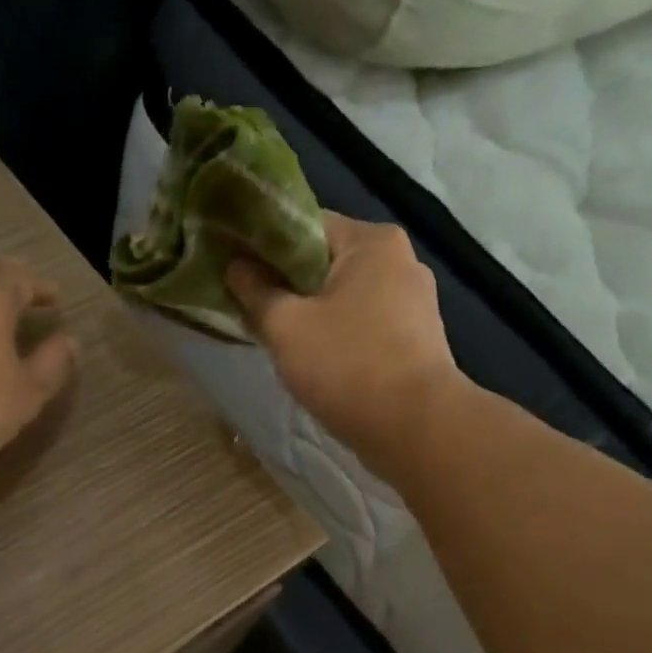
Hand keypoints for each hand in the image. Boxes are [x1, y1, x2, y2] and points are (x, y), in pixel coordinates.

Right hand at [227, 213, 458, 467]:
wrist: (413, 427)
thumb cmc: (346, 365)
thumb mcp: (285, 326)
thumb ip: (256, 290)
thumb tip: (235, 265)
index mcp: (372, 241)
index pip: (305, 225)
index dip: (264, 245)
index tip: (235, 268)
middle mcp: (400, 261)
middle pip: (325, 262)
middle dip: (286, 283)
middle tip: (250, 307)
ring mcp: (414, 303)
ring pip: (344, 297)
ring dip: (310, 313)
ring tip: (277, 337)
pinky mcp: (416, 340)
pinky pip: (363, 325)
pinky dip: (337, 336)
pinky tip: (314, 360)